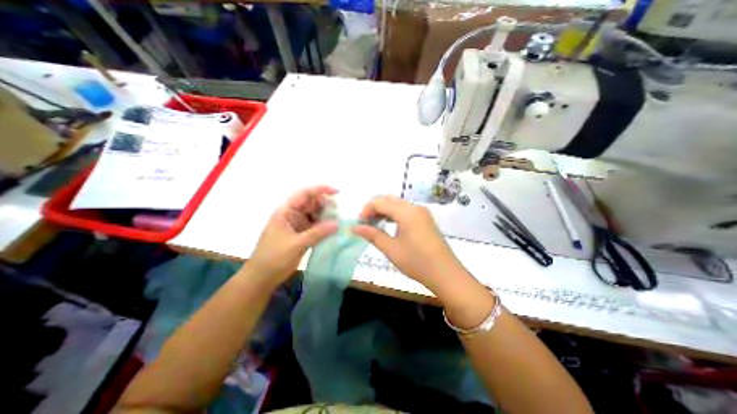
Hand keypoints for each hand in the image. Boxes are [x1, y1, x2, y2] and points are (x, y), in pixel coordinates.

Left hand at [247, 185, 339, 287]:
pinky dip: (324, 226)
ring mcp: (297, 224)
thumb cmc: (274, 258)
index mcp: (286, 211)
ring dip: (327, 216)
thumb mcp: (296, 245)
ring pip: (315, 214)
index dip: (321, 190)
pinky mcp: (302, 234)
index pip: (305, 194)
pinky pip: (316, 226)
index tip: (338, 192)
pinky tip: (333, 230)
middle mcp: (292, 215)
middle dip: (326, 205)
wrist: (262, 278)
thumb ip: (317, 233)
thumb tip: (337, 223)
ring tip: (338, 222)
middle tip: (338, 214)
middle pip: (312, 203)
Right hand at [351, 196, 465, 292]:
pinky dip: (393, 215)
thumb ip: (372, 235)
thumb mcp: (391, 249)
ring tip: (374, 225)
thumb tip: (355, 227)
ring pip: (397, 204)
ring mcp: (421, 212)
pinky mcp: (425, 219)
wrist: (446, 274)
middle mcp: (415, 207)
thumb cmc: (417, 262)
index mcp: (407, 212)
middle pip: (389, 199)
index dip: (366, 210)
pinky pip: (405, 210)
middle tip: (365, 224)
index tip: (359, 223)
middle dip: (374, 209)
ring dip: (383, 211)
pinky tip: (389, 226)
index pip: (380, 201)